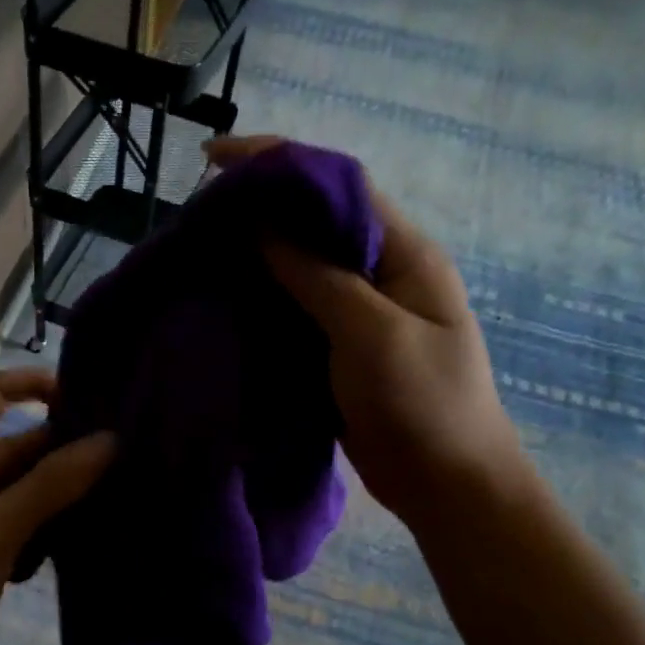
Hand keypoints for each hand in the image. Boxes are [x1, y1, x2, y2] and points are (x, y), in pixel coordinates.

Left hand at [0, 369, 114, 644]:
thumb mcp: (5, 522)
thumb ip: (56, 481)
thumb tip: (110, 440)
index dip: (32, 383)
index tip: (81, 397)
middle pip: (23, 442)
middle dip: (67, 447)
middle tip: (123, 456)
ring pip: (30, 481)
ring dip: (66, 485)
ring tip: (117, 489)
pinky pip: (28, 513)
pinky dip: (54, 517)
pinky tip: (89, 528)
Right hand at [206, 135, 524, 523]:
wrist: (447, 485)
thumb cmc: (423, 406)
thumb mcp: (373, 334)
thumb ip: (319, 276)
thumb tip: (262, 223)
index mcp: (403, 253)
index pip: (338, 185)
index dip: (279, 161)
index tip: (216, 159)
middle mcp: (380, 271)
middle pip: (314, 220)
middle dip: (259, 206)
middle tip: (198, 211)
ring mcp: (358, 311)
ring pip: (299, 265)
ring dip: (254, 253)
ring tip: (200, 249)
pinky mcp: (338, 346)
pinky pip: (294, 308)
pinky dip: (260, 298)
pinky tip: (224, 299)